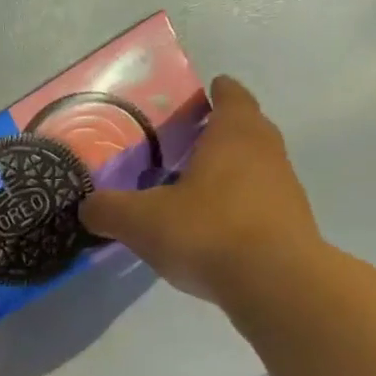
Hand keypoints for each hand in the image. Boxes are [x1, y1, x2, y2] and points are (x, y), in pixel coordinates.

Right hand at [79, 76, 322, 303]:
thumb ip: (108, 209)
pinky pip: (257, 202)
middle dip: (217, 132)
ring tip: (190, 189)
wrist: (273, 281)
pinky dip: (235, 206)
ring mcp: (283, 187)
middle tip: (182, 145)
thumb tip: (87, 206)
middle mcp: (265, 150)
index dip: (215, 93)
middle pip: (244, 129)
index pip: (230, 96)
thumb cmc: (206, 231)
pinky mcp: (289, 223)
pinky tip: (209, 228)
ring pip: (252, 166)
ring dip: (227, 171)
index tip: (199, 96)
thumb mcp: (140, 221)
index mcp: (233, 133)